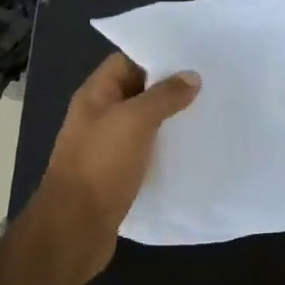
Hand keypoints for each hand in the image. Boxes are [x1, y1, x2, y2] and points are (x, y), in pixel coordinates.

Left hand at [25, 53, 198, 284]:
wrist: (75, 228)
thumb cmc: (101, 165)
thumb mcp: (135, 121)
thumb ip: (164, 96)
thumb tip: (191, 76)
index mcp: (95, 95)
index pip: (126, 61)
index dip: (156, 55)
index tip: (192, 55)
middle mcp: (99, 116)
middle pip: (137, 91)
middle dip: (169, 87)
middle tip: (209, 83)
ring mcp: (107, 146)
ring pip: (143, 123)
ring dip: (170, 119)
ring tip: (207, 112)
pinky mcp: (117, 174)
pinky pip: (145, 151)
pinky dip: (165, 148)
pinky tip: (191, 149)